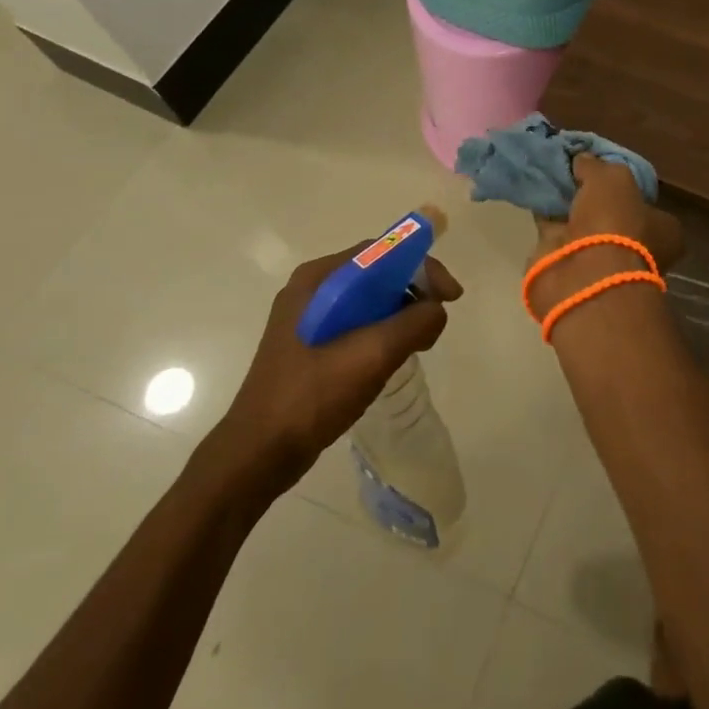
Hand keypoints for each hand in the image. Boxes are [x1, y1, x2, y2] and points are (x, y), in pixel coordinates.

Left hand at [203, 245, 461, 497]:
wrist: (258, 455)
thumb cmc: (312, 396)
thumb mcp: (372, 355)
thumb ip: (414, 323)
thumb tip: (436, 310)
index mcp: (319, 279)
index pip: (383, 253)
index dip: (423, 268)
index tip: (451, 297)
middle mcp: (312, 289)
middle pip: (378, 274)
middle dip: (414, 293)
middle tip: (436, 323)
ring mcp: (308, 318)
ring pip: (370, 300)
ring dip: (400, 315)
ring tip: (419, 344)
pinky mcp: (309, 345)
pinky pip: (357, 323)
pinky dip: (382, 332)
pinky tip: (392, 358)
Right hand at [529, 155, 683, 315]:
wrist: (583, 275)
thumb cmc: (615, 223)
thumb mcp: (612, 178)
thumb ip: (597, 166)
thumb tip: (583, 159)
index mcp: (663, 231)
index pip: (647, 203)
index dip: (628, 187)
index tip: (606, 170)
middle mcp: (637, 249)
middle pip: (613, 215)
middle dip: (593, 198)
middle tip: (573, 172)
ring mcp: (602, 261)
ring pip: (583, 224)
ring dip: (568, 206)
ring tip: (550, 177)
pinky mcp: (569, 267)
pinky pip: (556, 233)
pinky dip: (546, 216)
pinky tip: (535, 194)